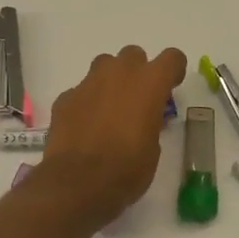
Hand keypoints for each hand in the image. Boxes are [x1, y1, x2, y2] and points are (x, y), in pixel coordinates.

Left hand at [38, 45, 186, 229]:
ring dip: (111, 81)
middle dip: (137, 72)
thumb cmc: (126, 170)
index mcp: (149, 84)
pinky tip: (85, 127)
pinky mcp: (65, 98)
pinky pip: (81, 91)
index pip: (171, 58)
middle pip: (133, 54)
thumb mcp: (153, 149)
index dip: (173, 71)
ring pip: (104, 65)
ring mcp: (88, 83)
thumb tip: (143, 120)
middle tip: (138, 99)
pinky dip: (86, 103)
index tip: (170, 87)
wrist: (78, 183)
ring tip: (110, 109)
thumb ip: (150, 123)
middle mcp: (119, 74)